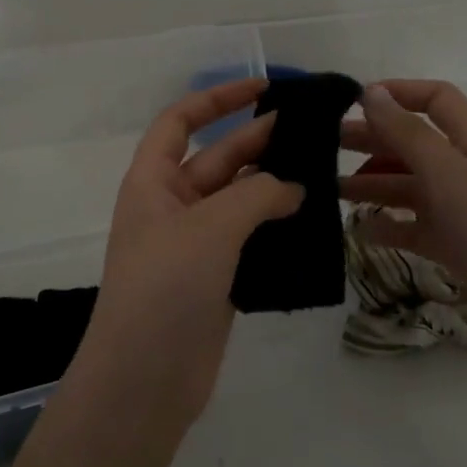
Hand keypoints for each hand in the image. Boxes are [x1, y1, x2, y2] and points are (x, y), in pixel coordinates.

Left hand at [73, 79, 303, 431]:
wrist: (144, 378)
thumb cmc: (165, 287)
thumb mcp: (210, 226)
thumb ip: (257, 195)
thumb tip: (293, 188)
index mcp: (152, 182)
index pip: (180, 122)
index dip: (217, 99)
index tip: (263, 87)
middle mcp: (172, 207)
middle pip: (218, 159)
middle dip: (259, 141)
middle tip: (312, 132)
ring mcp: (195, 245)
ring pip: (239, 201)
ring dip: (273, 187)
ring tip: (322, 173)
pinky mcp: (217, 280)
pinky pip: (250, 240)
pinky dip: (276, 228)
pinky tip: (312, 223)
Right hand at [338, 81, 466, 360]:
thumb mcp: (448, 175)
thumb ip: (407, 134)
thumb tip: (371, 92)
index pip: (437, 101)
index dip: (398, 93)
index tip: (353, 101)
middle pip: (416, 143)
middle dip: (373, 139)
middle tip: (325, 146)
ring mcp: (464, 212)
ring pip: (411, 187)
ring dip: (373, 183)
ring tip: (332, 191)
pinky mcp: (458, 247)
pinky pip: (415, 227)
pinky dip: (388, 225)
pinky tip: (359, 230)